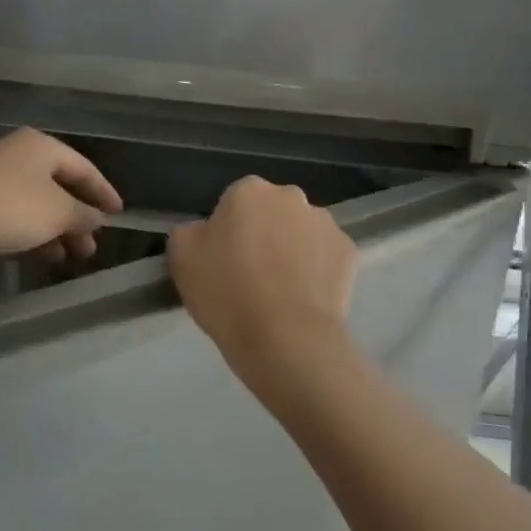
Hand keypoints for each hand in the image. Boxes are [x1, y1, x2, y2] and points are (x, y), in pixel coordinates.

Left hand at [0, 128, 122, 260]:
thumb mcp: (59, 212)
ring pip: (36, 203)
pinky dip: (33, 232)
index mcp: (43, 146)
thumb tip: (98, 219)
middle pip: (59, 187)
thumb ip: (83, 215)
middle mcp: (20, 154)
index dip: (103, 192)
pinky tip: (43, 254)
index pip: (84, 168)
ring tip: (71, 257)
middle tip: (91, 246)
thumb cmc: (14, 204)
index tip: (118, 214)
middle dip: (78, 219)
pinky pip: (15, 214)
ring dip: (57, 230)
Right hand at [167, 177, 356, 404]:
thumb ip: (189, 232)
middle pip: (272, 211)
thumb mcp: (182, 259)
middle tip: (250, 275)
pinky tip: (304, 298)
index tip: (223, 261)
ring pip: (301, 231)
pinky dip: (317, 270)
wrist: (286, 339)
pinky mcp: (349, 251)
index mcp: (249, 191)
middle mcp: (291, 196)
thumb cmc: (227, 294)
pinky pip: (325, 255)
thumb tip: (204, 231)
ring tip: (280, 291)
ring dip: (292, 249)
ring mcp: (325, 223)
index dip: (227, 231)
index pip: (234, 201)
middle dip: (263, 233)